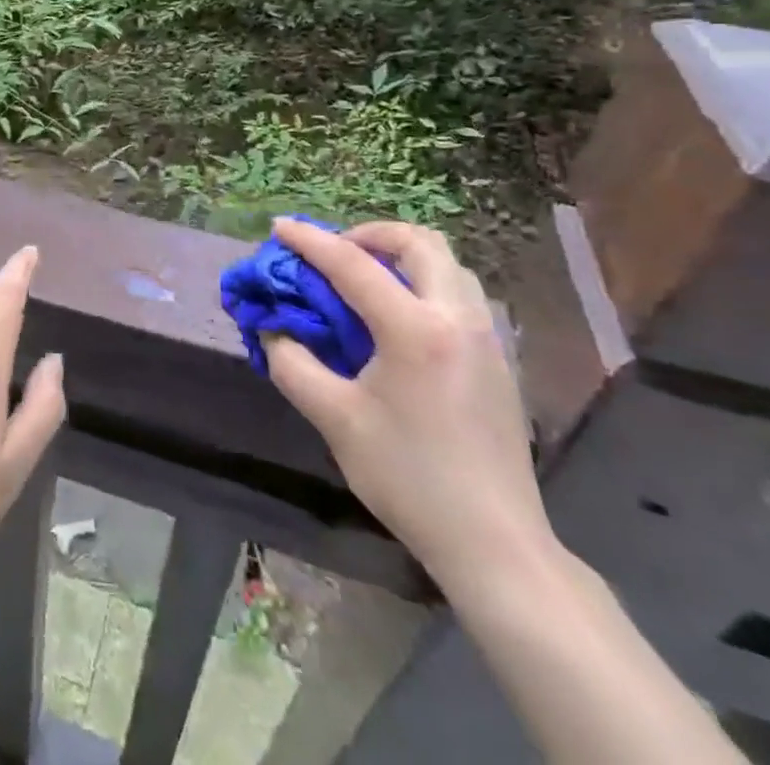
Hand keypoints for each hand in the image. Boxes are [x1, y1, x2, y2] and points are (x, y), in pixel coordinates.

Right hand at [262, 218, 554, 591]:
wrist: (494, 544)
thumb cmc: (408, 478)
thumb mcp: (335, 419)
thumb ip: (293, 364)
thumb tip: (272, 329)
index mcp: (415, 329)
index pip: (352, 264)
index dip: (310, 241)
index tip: (279, 227)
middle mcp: (457, 319)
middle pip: (419, 242)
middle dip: (370, 234)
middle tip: (335, 253)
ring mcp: (485, 338)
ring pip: (447, 264)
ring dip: (401, 256)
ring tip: (365, 279)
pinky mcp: (497, 361)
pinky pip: (458, 293)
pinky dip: (423, 282)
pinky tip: (397, 318)